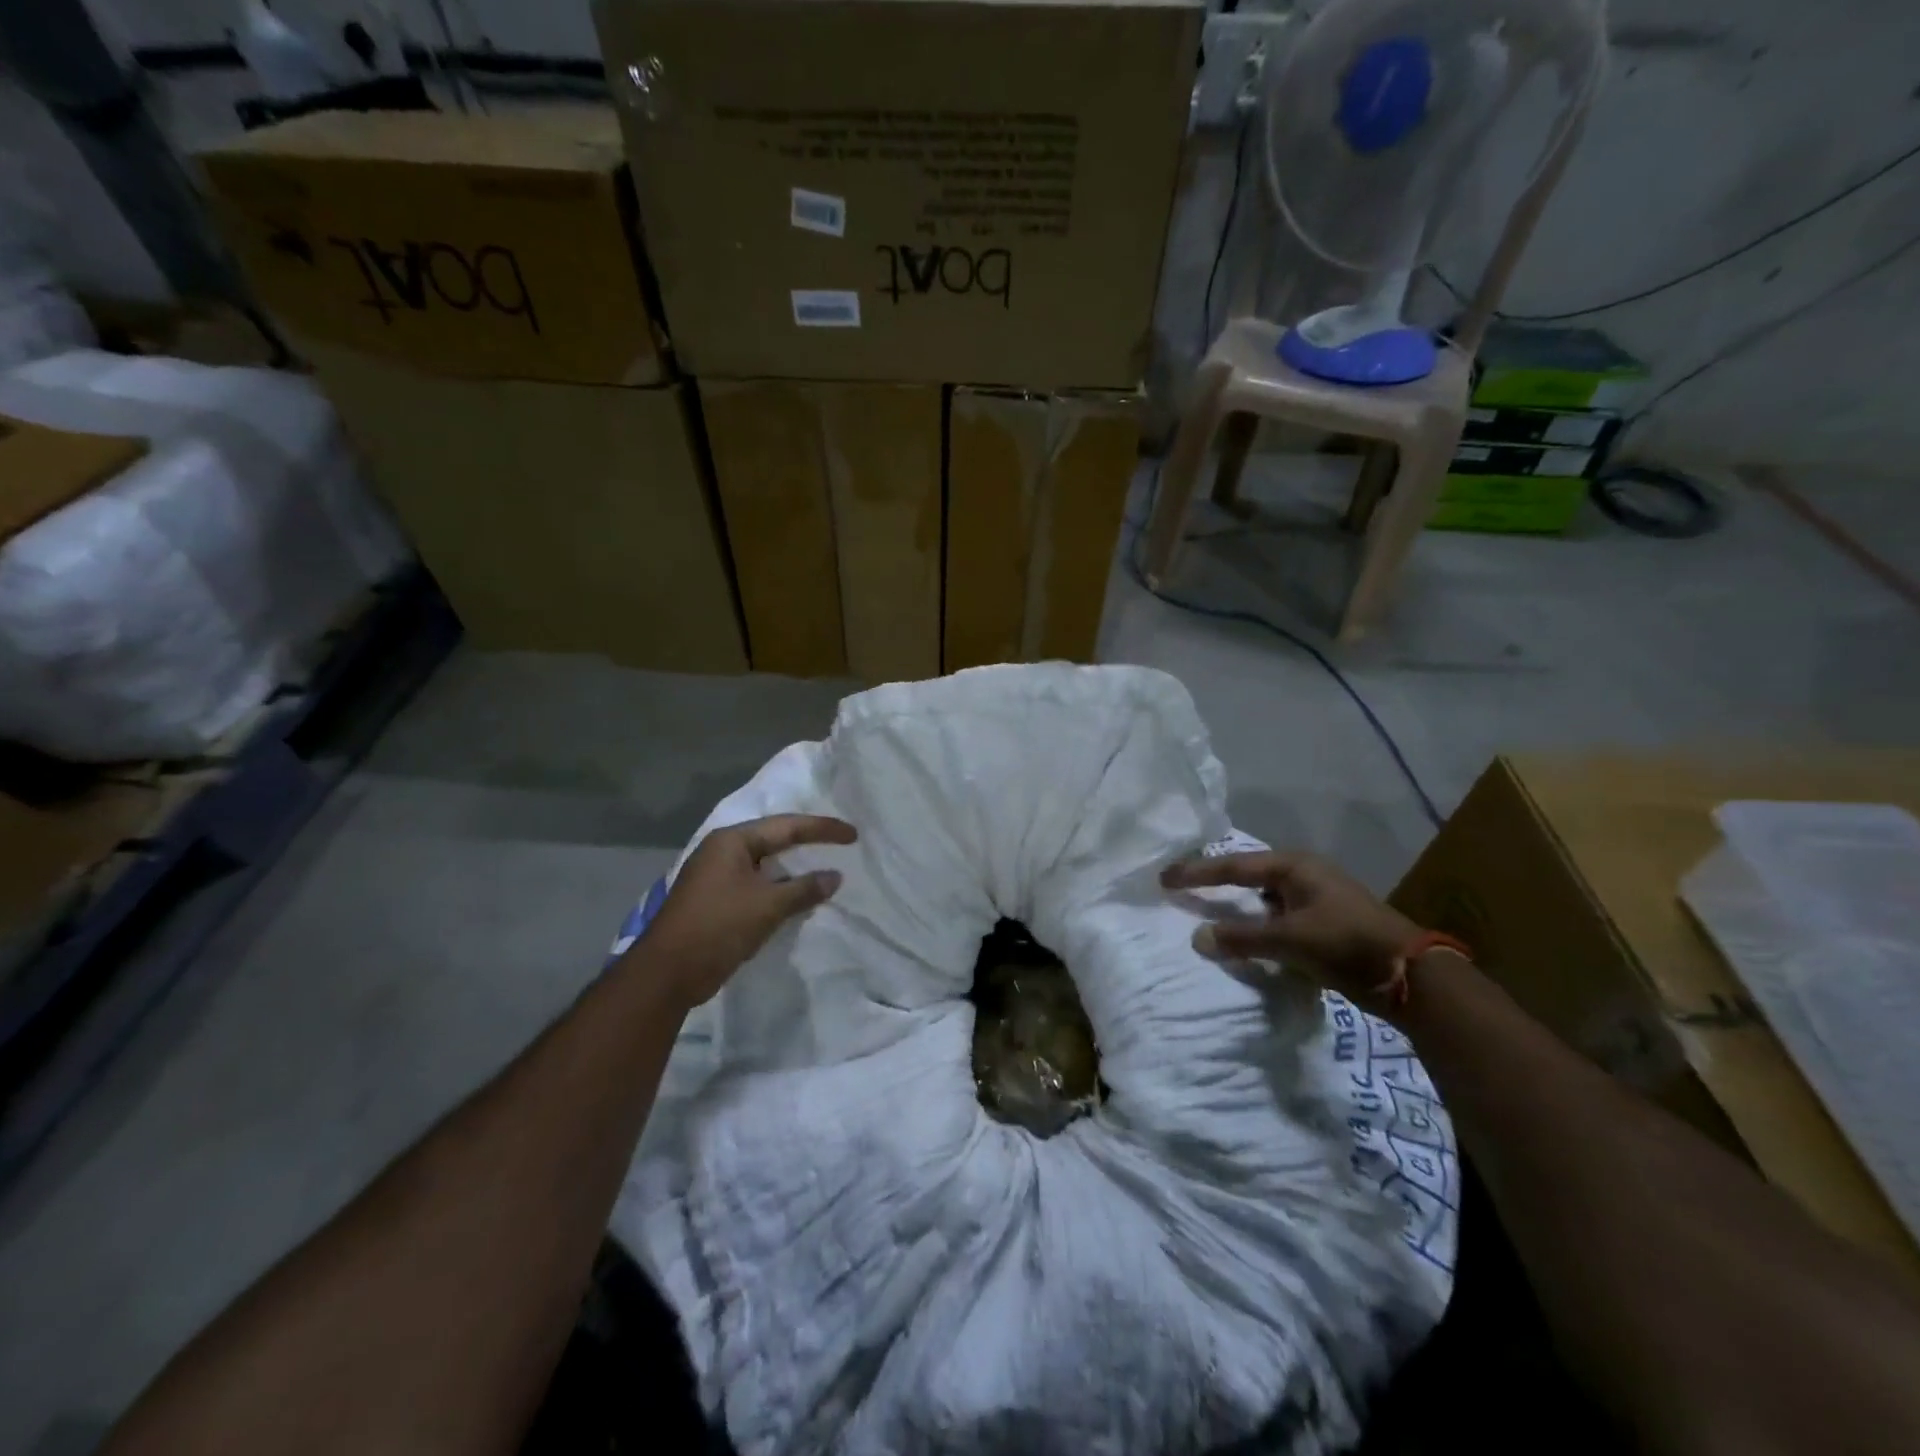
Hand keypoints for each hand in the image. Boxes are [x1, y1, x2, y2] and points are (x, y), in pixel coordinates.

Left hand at [636, 814, 856, 1010]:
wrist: (666, 974)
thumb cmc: (718, 927)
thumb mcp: (767, 906)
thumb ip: (804, 889)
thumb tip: (835, 876)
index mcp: (732, 841)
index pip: (787, 826)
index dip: (823, 829)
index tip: (853, 835)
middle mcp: (721, 850)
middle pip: (773, 839)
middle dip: (807, 841)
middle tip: (840, 843)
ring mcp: (715, 875)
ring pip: (764, 863)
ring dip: (792, 868)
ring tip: (823, 867)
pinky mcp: (714, 900)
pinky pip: (755, 883)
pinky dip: (778, 887)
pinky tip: (795, 896)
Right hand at [1159, 851, 1421, 1010]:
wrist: (1412, 977)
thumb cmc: (1346, 943)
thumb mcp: (1290, 940)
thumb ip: (1241, 938)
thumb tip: (1197, 938)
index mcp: (1294, 867)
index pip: (1233, 866)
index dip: (1196, 873)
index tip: (1164, 878)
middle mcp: (1303, 876)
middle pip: (1248, 876)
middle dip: (1216, 882)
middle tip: (1182, 888)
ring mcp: (1315, 900)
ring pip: (1263, 899)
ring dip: (1238, 908)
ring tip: (1207, 912)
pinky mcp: (1324, 924)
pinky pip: (1277, 918)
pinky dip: (1257, 926)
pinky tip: (1245, 938)